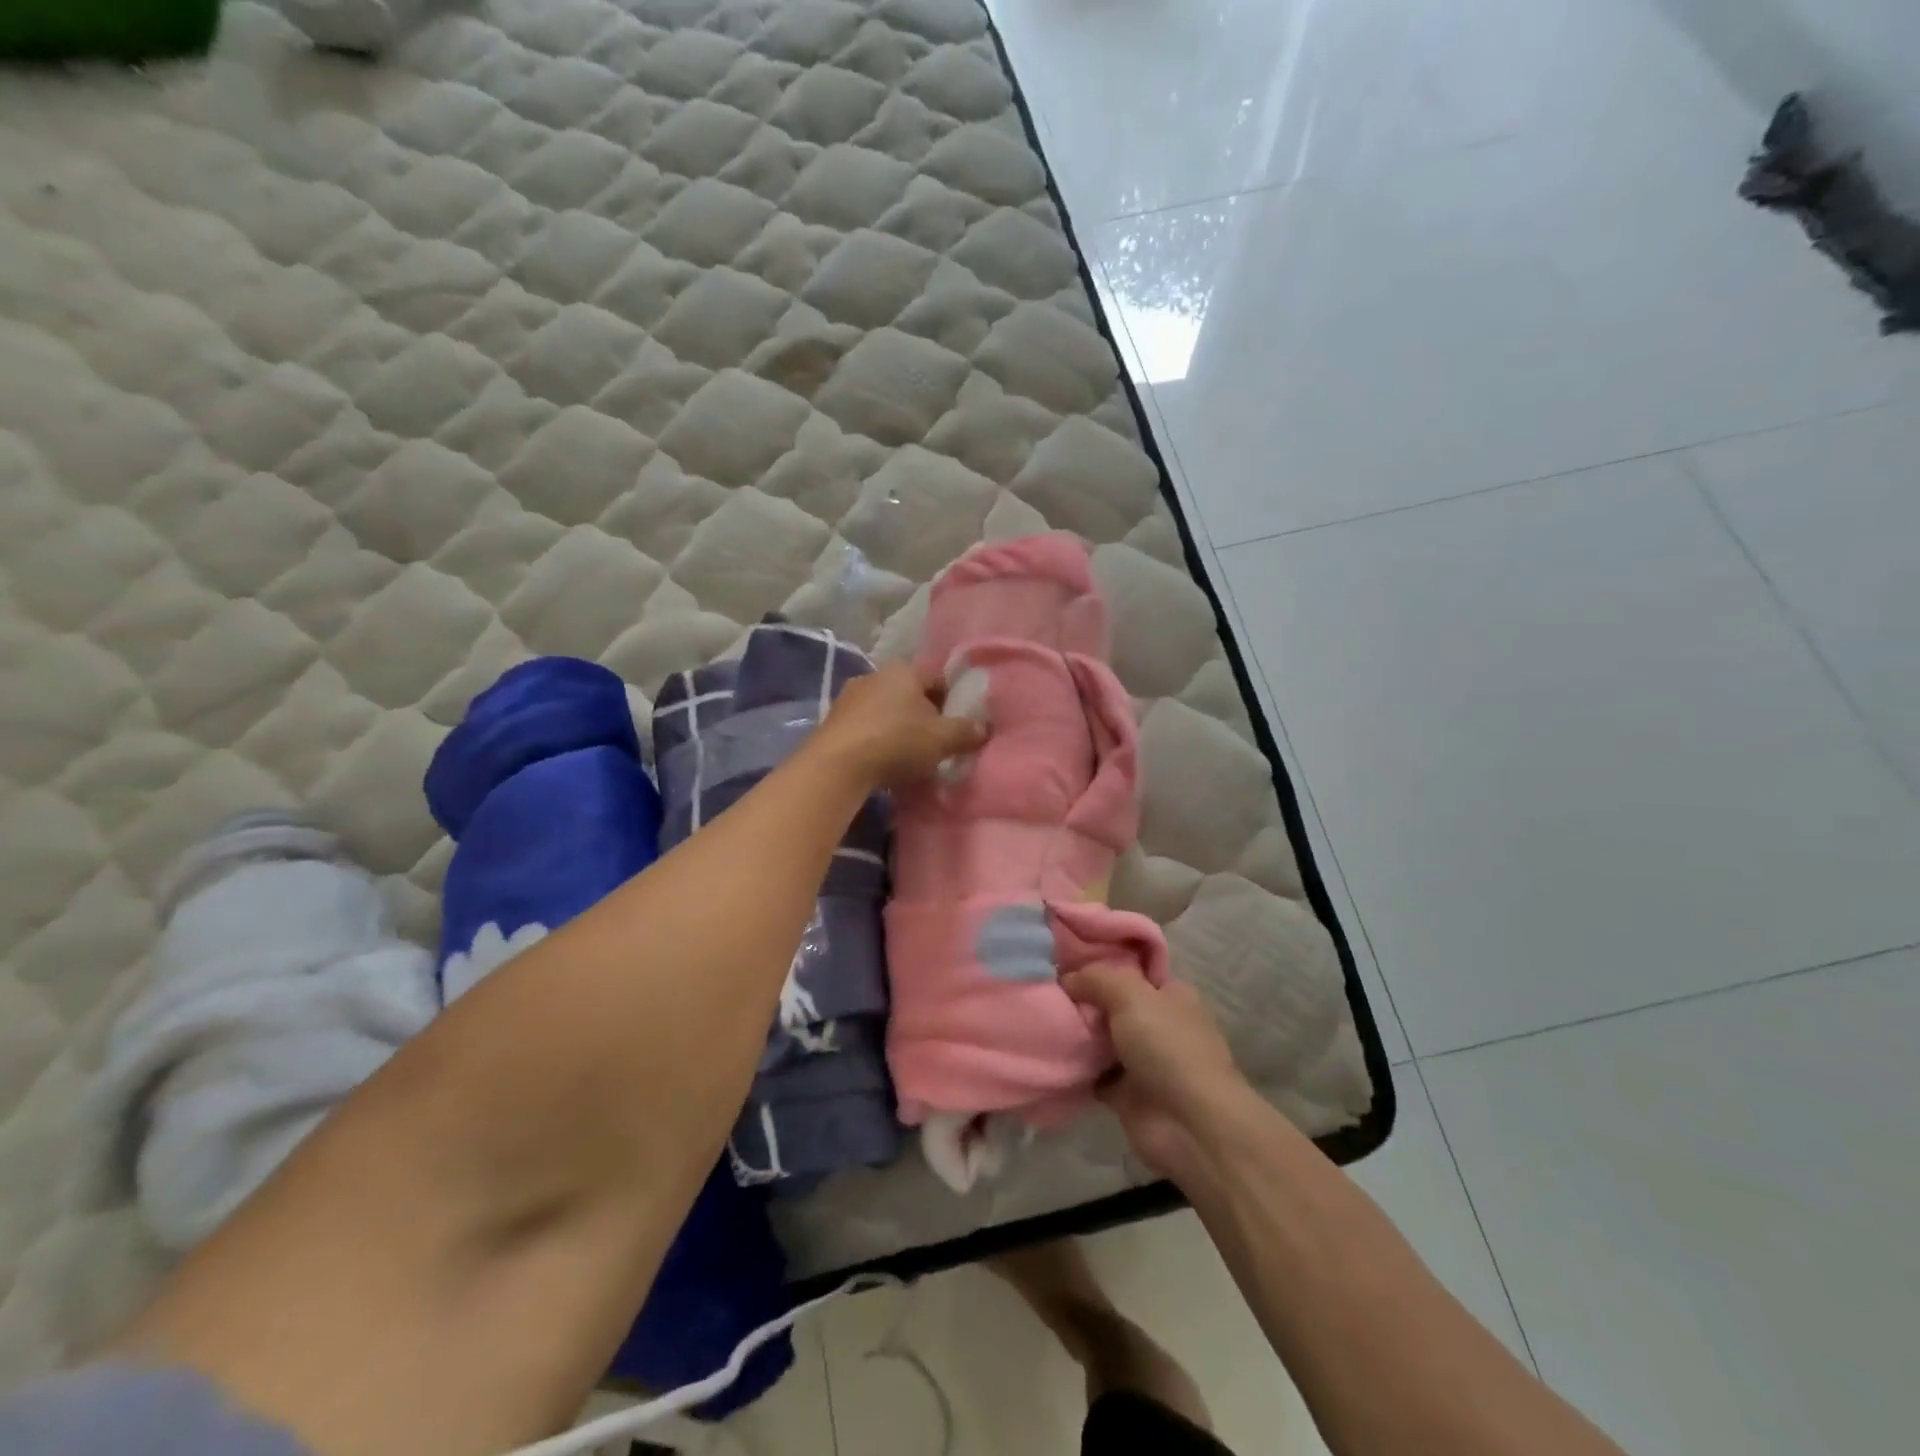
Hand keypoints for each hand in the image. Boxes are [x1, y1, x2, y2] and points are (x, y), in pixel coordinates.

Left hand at [812, 661, 986, 789]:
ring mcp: (849, 697)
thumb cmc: (896, 742)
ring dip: (898, 727)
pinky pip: (865, 726)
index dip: (952, 700)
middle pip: (910, 693)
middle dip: (924, 715)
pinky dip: (877, 739)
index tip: (958, 724)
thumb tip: (984, 727)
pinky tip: (882, 760)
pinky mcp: (832, 721)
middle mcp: (875, 675)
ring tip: (909, 755)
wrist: (836, 766)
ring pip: (886, 709)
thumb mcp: (942, 739)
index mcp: (904, 670)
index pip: (938, 678)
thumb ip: (967, 731)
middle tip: (937, 742)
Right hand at [1063, 964, 1249, 1184]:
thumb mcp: (1131, 995)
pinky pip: (1092, 1072)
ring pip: (1100, 1038)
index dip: (1098, 963)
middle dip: (1081, 998)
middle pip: (1111, 1003)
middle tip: (1044, 990)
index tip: (1061, 961)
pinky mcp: (1126, 1092)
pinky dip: (1074, 1067)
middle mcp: (1157, 1023)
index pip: (1130, 969)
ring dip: (1076, 1033)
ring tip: (1038, 1018)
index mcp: (1169, 994)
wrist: (1190, 1124)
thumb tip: (1066, 979)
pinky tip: (1048, 1052)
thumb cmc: (1168, 1047)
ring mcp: (1142, 1059)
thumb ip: (1096, 978)